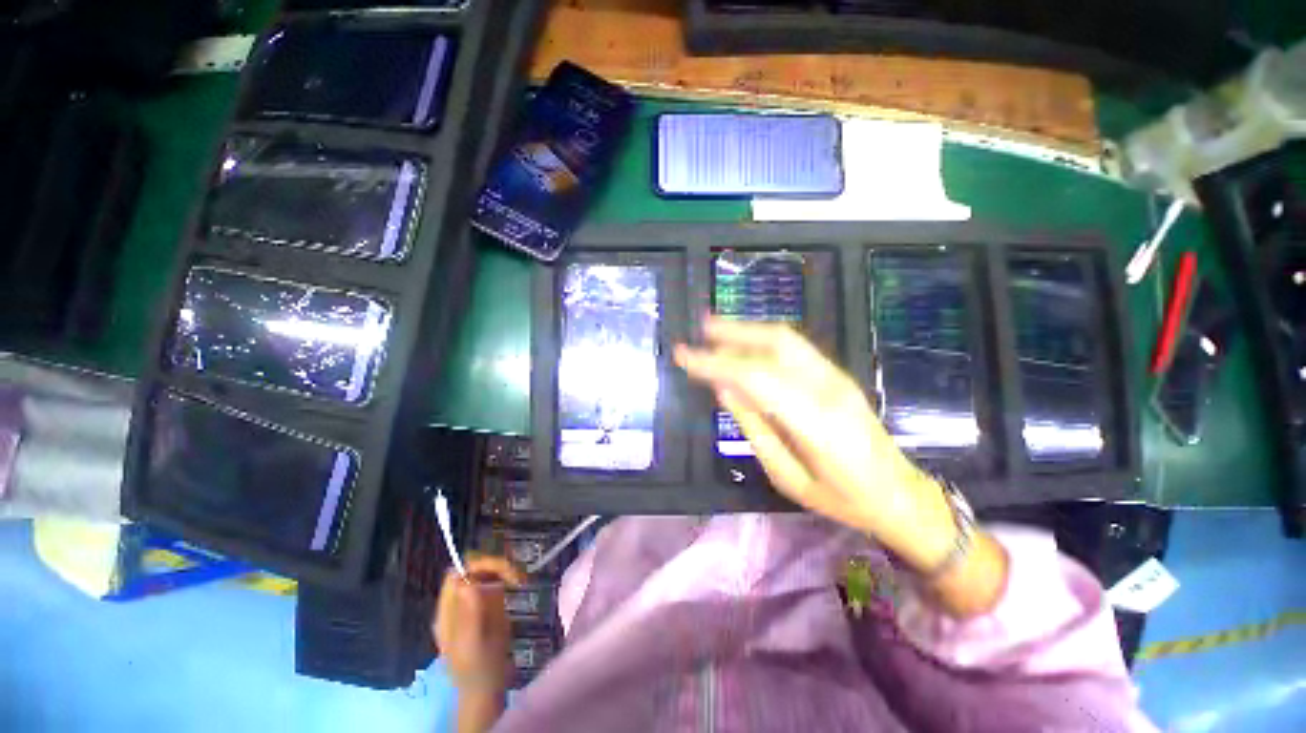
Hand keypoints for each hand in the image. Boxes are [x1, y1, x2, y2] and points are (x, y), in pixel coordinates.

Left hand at [433, 555, 523, 694]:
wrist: (488, 687)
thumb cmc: (479, 669)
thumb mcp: (473, 645)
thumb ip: (469, 615)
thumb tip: (468, 583)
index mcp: (447, 612)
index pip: (457, 575)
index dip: (477, 566)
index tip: (502, 569)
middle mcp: (458, 603)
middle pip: (472, 570)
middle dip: (495, 566)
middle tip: (517, 575)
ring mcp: (473, 602)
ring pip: (485, 571)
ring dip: (504, 569)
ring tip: (520, 578)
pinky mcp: (487, 604)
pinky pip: (495, 580)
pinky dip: (508, 575)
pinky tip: (519, 582)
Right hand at [675, 317, 957, 570]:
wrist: (900, 494)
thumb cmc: (842, 500)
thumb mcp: (788, 477)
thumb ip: (754, 429)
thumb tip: (724, 390)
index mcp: (816, 422)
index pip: (755, 377)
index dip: (715, 363)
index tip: (684, 356)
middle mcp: (828, 388)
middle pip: (775, 344)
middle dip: (732, 333)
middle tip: (698, 329)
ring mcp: (837, 377)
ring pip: (786, 339)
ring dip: (747, 330)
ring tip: (714, 329)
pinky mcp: (837, 375)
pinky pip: (794, 348)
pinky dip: (763, 340)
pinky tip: (745, 343)